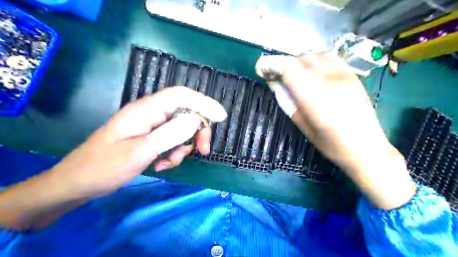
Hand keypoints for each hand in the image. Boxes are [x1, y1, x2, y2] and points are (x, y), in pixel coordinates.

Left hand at [50, 87, 225, 196]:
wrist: (78, 183)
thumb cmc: (104, 166)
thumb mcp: (141, 151)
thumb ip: (170, 134)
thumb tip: (195, 120)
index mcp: (146, 110)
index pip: (181, 95)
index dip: (204, 102)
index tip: (221, 116)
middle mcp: (151, 114)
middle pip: (185, 113)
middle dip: (197, 131)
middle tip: (203, 150)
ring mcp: (151, 126)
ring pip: (181, 129)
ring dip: (183, 146)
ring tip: (170, 162)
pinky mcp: (150, 137)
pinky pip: (171, 140)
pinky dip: (173, 153)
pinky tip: (162, 165)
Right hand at [256, 53, 417, 209]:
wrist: (366, 147)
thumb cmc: (331, 143)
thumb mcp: (303, 126)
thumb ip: (288, 102)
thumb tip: (275, 84)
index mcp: (314, 97)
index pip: (288, 68)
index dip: (272, 64)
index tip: (263, 68)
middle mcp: (328, 80)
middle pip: (300, 58)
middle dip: (284, 63)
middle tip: (277, 74)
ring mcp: (343, 74)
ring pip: (314, 54)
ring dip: (299, 60)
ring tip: (294, 73)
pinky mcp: (352, 74)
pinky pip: (329, 56)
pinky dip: (315, 59)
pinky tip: (312, 70)